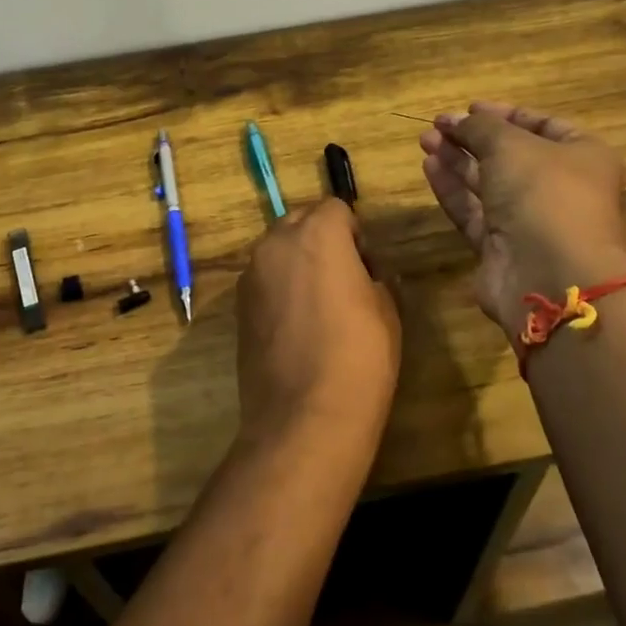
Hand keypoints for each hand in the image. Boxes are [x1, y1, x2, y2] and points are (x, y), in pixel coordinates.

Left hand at [235, 198, 401, 455]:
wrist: (304, 417)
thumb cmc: (359, 357)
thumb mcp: (387, 310)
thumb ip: (375, 276)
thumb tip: (367, 273)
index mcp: (317, 234)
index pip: (336, 207)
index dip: (354, 234)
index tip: (366, 268)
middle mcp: (275, 243)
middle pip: (300, 221)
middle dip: (321, 240)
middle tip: (343, 281)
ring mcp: (250, 274)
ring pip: (277, 250)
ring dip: (297, 263)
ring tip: (318, 307)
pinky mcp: (237, 306)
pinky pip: (263, 280)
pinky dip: (279, 288)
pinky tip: (296, 327)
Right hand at [420, 101, 625, 330]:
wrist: (551, 274)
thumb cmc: (544, 193)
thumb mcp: (511, 145)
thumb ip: (480, 127)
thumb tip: (456, 119)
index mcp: (582, 156)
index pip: (543, 126)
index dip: (505, 115)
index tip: (469, 108)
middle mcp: (559, 188)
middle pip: (511, 155)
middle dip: (473, 138)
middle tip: (437, 125)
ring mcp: (530, 221)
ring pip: (488, 184)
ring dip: (457, 161)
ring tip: (425, 141)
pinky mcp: (502, 247)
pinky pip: (474, 212)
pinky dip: (452, 190)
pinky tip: (429, 167)